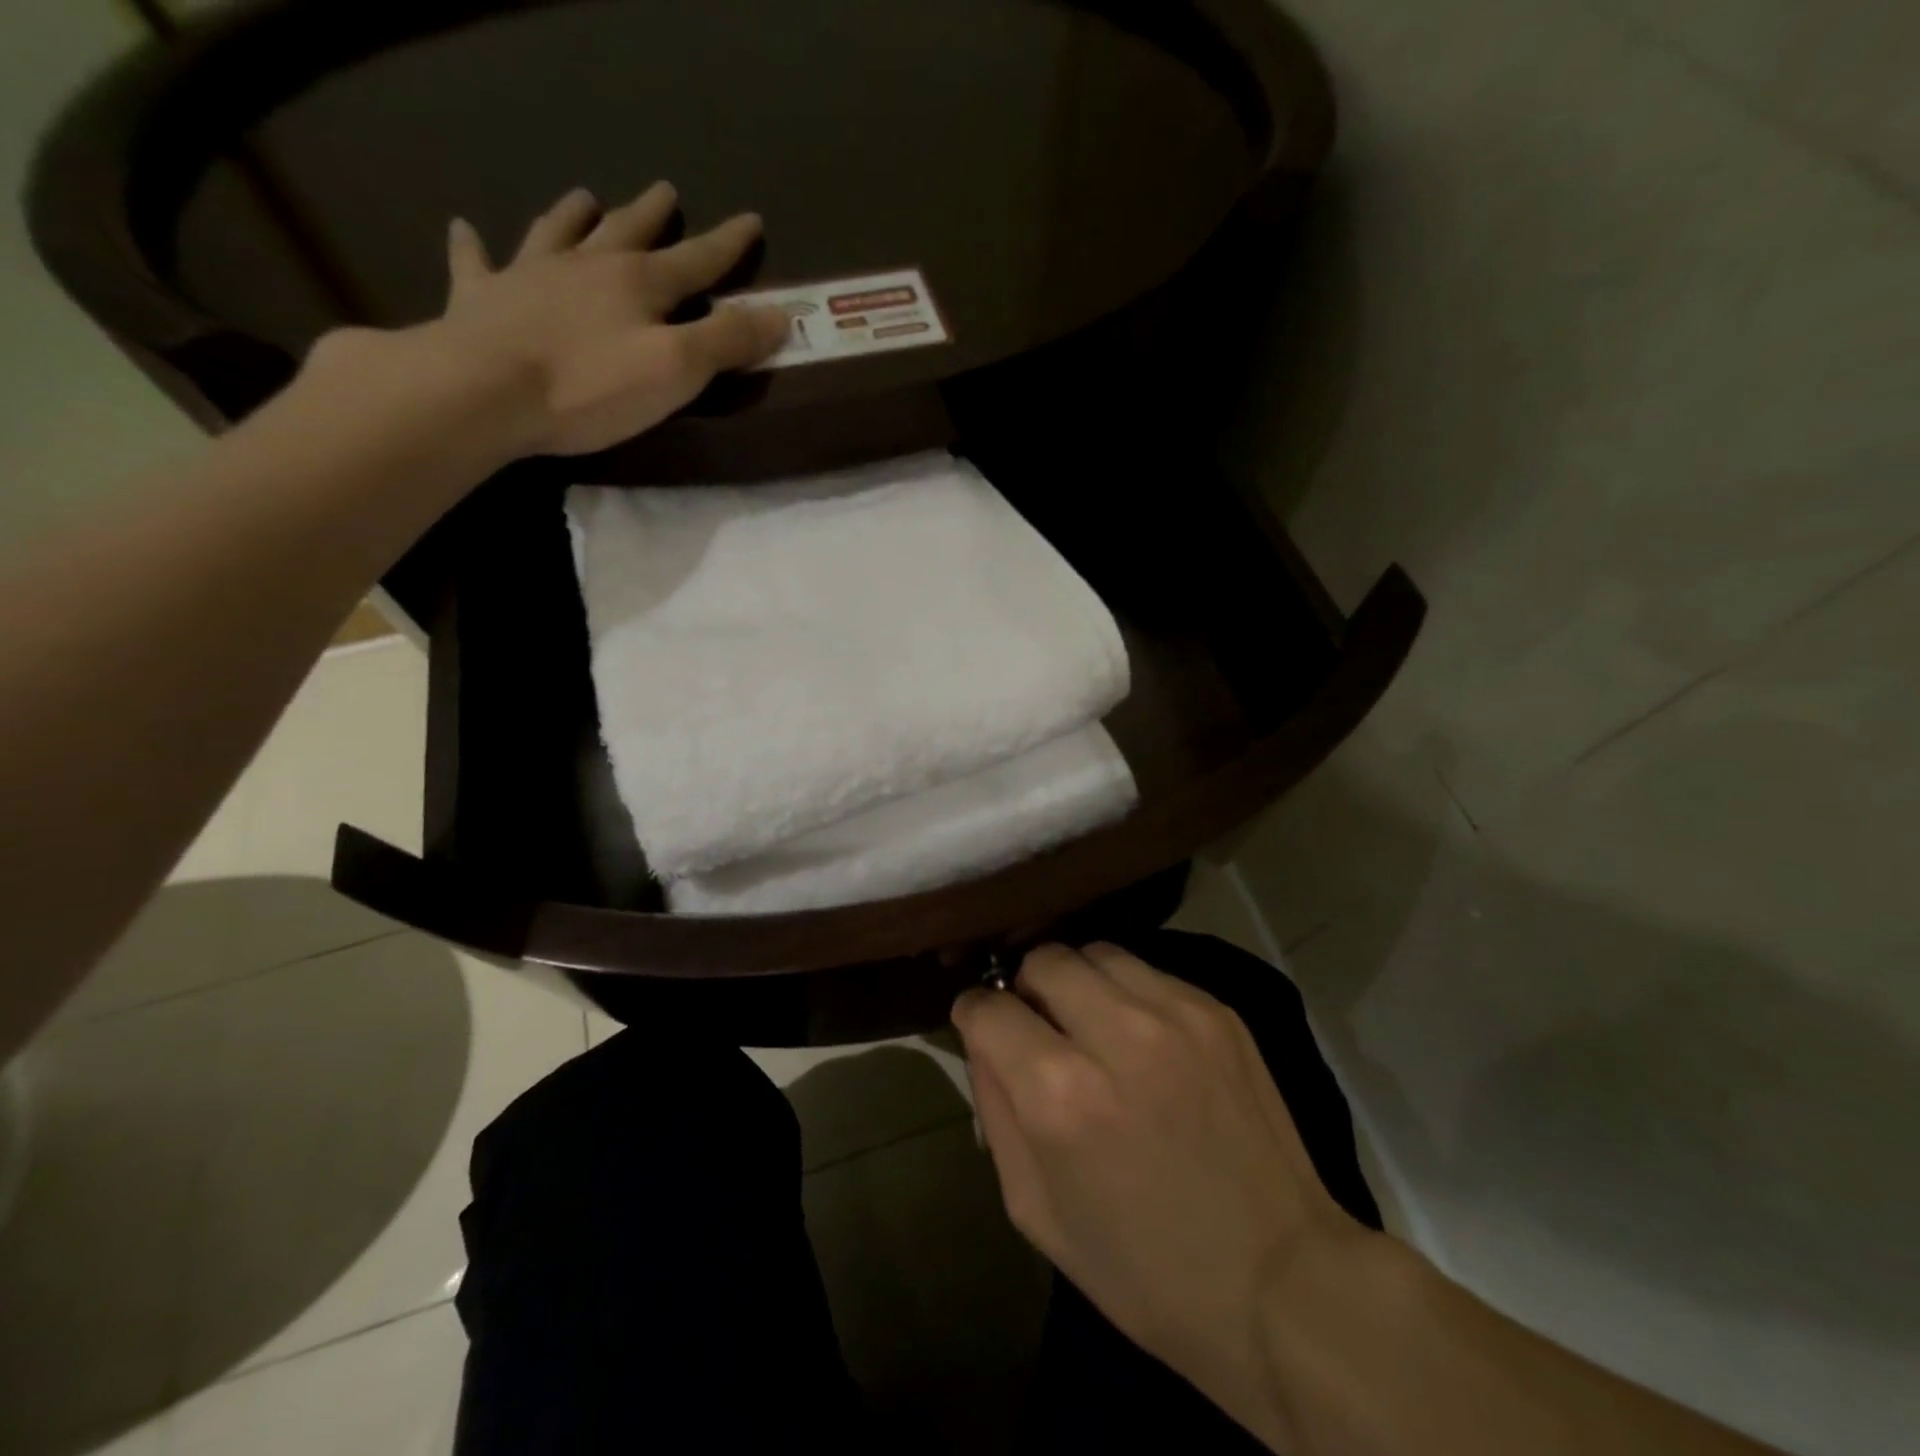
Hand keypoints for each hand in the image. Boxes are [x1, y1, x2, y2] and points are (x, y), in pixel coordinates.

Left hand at [426, 182, 787, 456]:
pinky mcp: (481, 299)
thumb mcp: (677, 369)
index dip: (727, 244)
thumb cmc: (592, 386)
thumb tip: (779, 315)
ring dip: (573, 215)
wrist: (486, 390)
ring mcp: (528, 276)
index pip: (696, 260)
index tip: (751, 220)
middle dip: (652, 215)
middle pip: (626, 232)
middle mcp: (585, 266)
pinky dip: (473, 246)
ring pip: (556, 233)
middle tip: (665, 190)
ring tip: (583, 196)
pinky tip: (465, 229)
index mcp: (638, 284)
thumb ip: (727, 341)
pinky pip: (478, 264)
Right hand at [952, 943, 1372, 1447]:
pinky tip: (1142, 1037)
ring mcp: (1174, 1014)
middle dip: (1026, 988)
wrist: (1282, 1282)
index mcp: (1059, 1094)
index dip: (973, 1015)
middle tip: (1040, 1026)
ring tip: (1090, 1024)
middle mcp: (1114, 1034)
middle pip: (1042, 959)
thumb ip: (996, 1111)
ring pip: (1095, 952)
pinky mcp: (1217, 1011)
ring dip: (1077, 981)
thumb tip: (984, 1041)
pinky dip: (1127, 993)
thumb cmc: (1143, 1268)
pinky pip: (1147, 972)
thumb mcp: (1035, 1210)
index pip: (987, 1008)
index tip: (982, 1029)